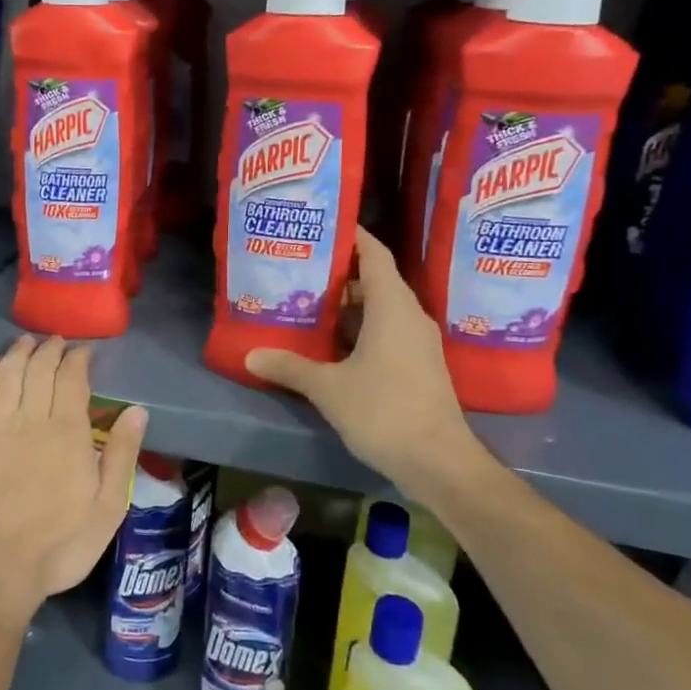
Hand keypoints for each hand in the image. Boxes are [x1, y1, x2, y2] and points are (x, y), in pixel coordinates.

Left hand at [0, 335, 145, 630]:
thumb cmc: (59, 546)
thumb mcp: (107, 509)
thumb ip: (122, 455)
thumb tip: (137, 409)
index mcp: (68, 433)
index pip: (72, 378)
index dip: (78, 358)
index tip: (85, 350)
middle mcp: (31, 420)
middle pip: (40, 369)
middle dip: (50, 349)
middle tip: (58, 342)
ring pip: (8, 374)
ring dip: (19, 352)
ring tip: (28, 341)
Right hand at [245, 227, 485, 484]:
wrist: (439, 463)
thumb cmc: (384, 411)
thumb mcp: (329, 388)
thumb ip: (290, 367)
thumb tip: (251, 356)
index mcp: (393, 306)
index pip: (374, 253)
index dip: (350, 235)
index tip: (320, 226)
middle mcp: (410, 316)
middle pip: (374, 279)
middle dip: (338, 273)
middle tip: (299, 268)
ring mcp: (417, 342)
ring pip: (380, 309)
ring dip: (347, 305)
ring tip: (307, 301)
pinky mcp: (418, 365)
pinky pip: (386, 332)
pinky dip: (359, 329)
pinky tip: (330, 343)